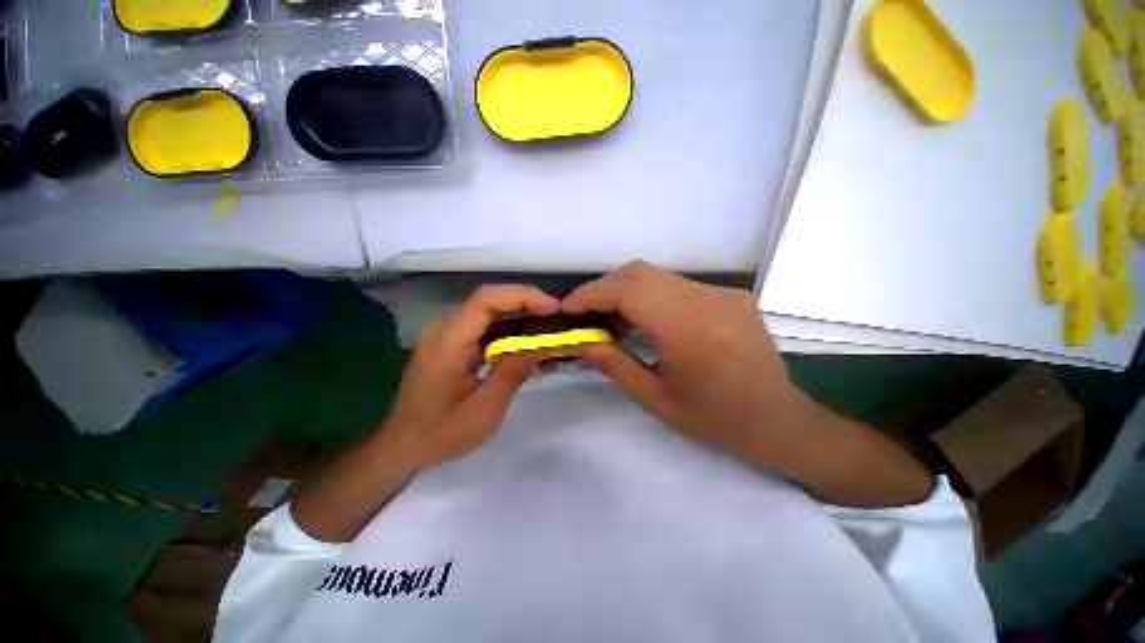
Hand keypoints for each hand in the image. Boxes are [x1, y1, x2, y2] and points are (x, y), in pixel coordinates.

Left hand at [384, 285, 558, 466]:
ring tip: (549, 332)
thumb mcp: (483, 410)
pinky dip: (510, 331)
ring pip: (491, 311)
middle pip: (490, 300)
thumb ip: (511, 373)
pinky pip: (486, 326)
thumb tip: (540, 343)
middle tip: (557, 318)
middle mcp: (444, 328)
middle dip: (527, 303)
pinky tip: (528, 346)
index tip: (553, 308)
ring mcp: (447, 333)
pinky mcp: (453, 342)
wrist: (405, 445)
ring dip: (522, 317)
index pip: (486, 300)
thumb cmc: (442, 433)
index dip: (523, 297)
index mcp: (447, 342)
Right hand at [563, 261, 812, 466]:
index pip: (630, 291)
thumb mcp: (655, 399)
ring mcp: (723, 293)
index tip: (568, 308)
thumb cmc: (715, 420)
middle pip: (640, 273)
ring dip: (624, 291)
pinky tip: (642, 319)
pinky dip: (648, 295)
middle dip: (603, 289)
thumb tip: (579, 340)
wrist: (777, 420)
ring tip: (609, 319)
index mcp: (692, 331)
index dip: (592, 293)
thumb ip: (612, 364)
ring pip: (657, 275)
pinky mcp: (729, 294)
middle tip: (585, 314)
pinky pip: (675, 284)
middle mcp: (709, 300)